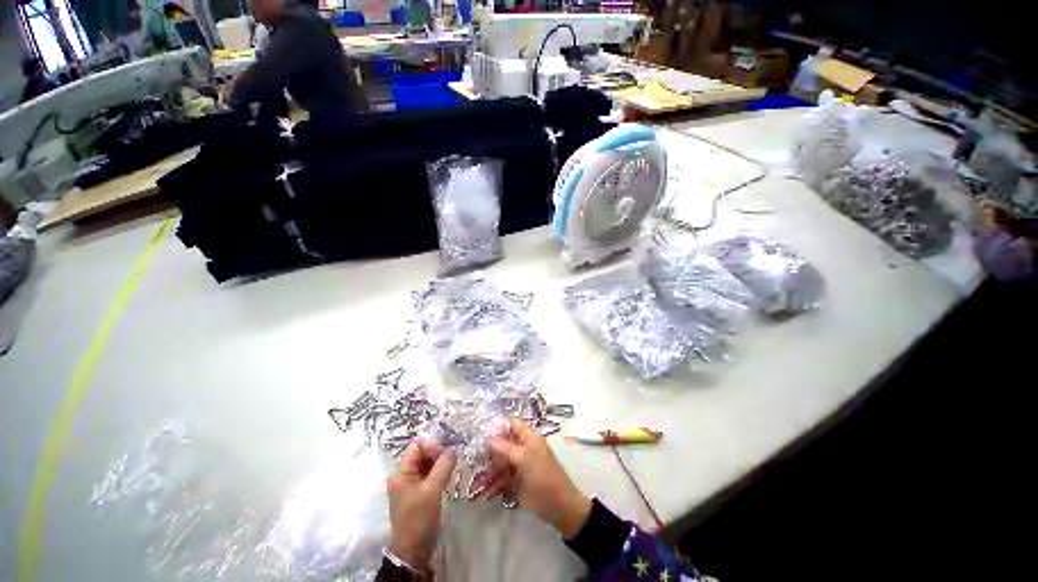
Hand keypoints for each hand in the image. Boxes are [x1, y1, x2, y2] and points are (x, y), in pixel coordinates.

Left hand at [387, 440, 456, 568]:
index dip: (433, 445)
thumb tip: (453, 448)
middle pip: (421, 454)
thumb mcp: (432, 490)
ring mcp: (409, 485)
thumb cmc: (419, 519)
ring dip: (439, 463)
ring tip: (453, 466)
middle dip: (437, 453)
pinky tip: (448, 476)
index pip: (417, 446)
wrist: (413, 552)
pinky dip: (438, 473)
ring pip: (426, 465)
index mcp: (401, 473)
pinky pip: (427, 476)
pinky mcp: (416, 494)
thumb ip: (443, 466)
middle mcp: (403, 476)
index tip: (448, 451)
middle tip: (453, 458)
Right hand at [484, 419, 591, 537]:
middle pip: (504, 444)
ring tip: (477, 484)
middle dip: (489, 453)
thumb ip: (505, 448)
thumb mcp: (523, 460)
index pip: (512, 425)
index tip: (481, 435)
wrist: (559, 507)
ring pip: (501, 463)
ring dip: (490, 472)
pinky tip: (487, 494)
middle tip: (473, 460)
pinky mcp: (518, 482)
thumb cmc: (543, 477)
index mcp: (529, 438)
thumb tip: (488, 436)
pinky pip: (503, 479)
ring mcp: (521, 466)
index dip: (498, 427)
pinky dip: (495, 485)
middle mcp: (524, 449)